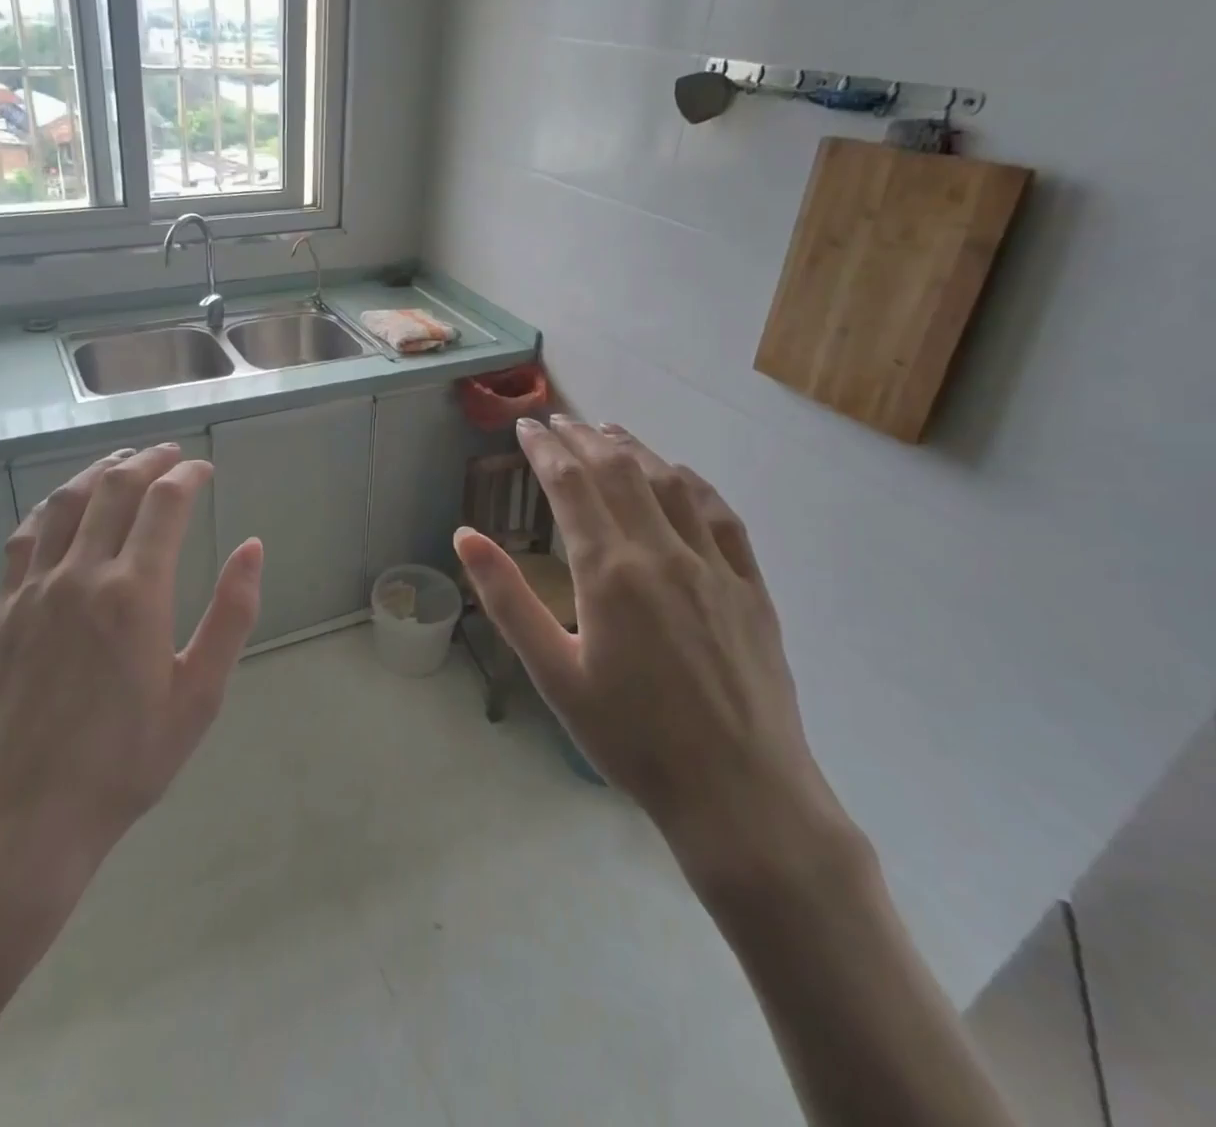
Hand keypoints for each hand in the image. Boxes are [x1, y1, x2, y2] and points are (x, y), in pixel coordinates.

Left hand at [0, 445, 263, 926]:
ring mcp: (34, 588)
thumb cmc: (126, 760)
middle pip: (115, 488)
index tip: (204, 469)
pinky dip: (50, 507)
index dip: (188, 475)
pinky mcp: (3, 609)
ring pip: (66, 502)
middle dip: (148, 461)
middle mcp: (81, 574)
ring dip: (99, 472)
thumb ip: (231, 615)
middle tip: (171, 454)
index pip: (165, 503)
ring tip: (123, 462)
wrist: (25, 815)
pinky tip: (63, 505)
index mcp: (135, 593)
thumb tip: (253, 548)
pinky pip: (24, 537)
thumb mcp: (199, 695)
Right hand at [455, 418, 849, 890]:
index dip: (544, 449)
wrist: (741, 795)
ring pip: (670, 482)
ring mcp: (714, 565)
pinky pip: (720, 514)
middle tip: (557, 419)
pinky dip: (691, 481)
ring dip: (634, 448)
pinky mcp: (750, 586)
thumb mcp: (552, 674)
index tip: (526, 427)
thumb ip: (507, 599)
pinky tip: (678, 474)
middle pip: (619, 471)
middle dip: (583, 438)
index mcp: (609, 572)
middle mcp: (662, 552)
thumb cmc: (631, 739)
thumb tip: (465, 536)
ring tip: (607, 430)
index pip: (570, 485)